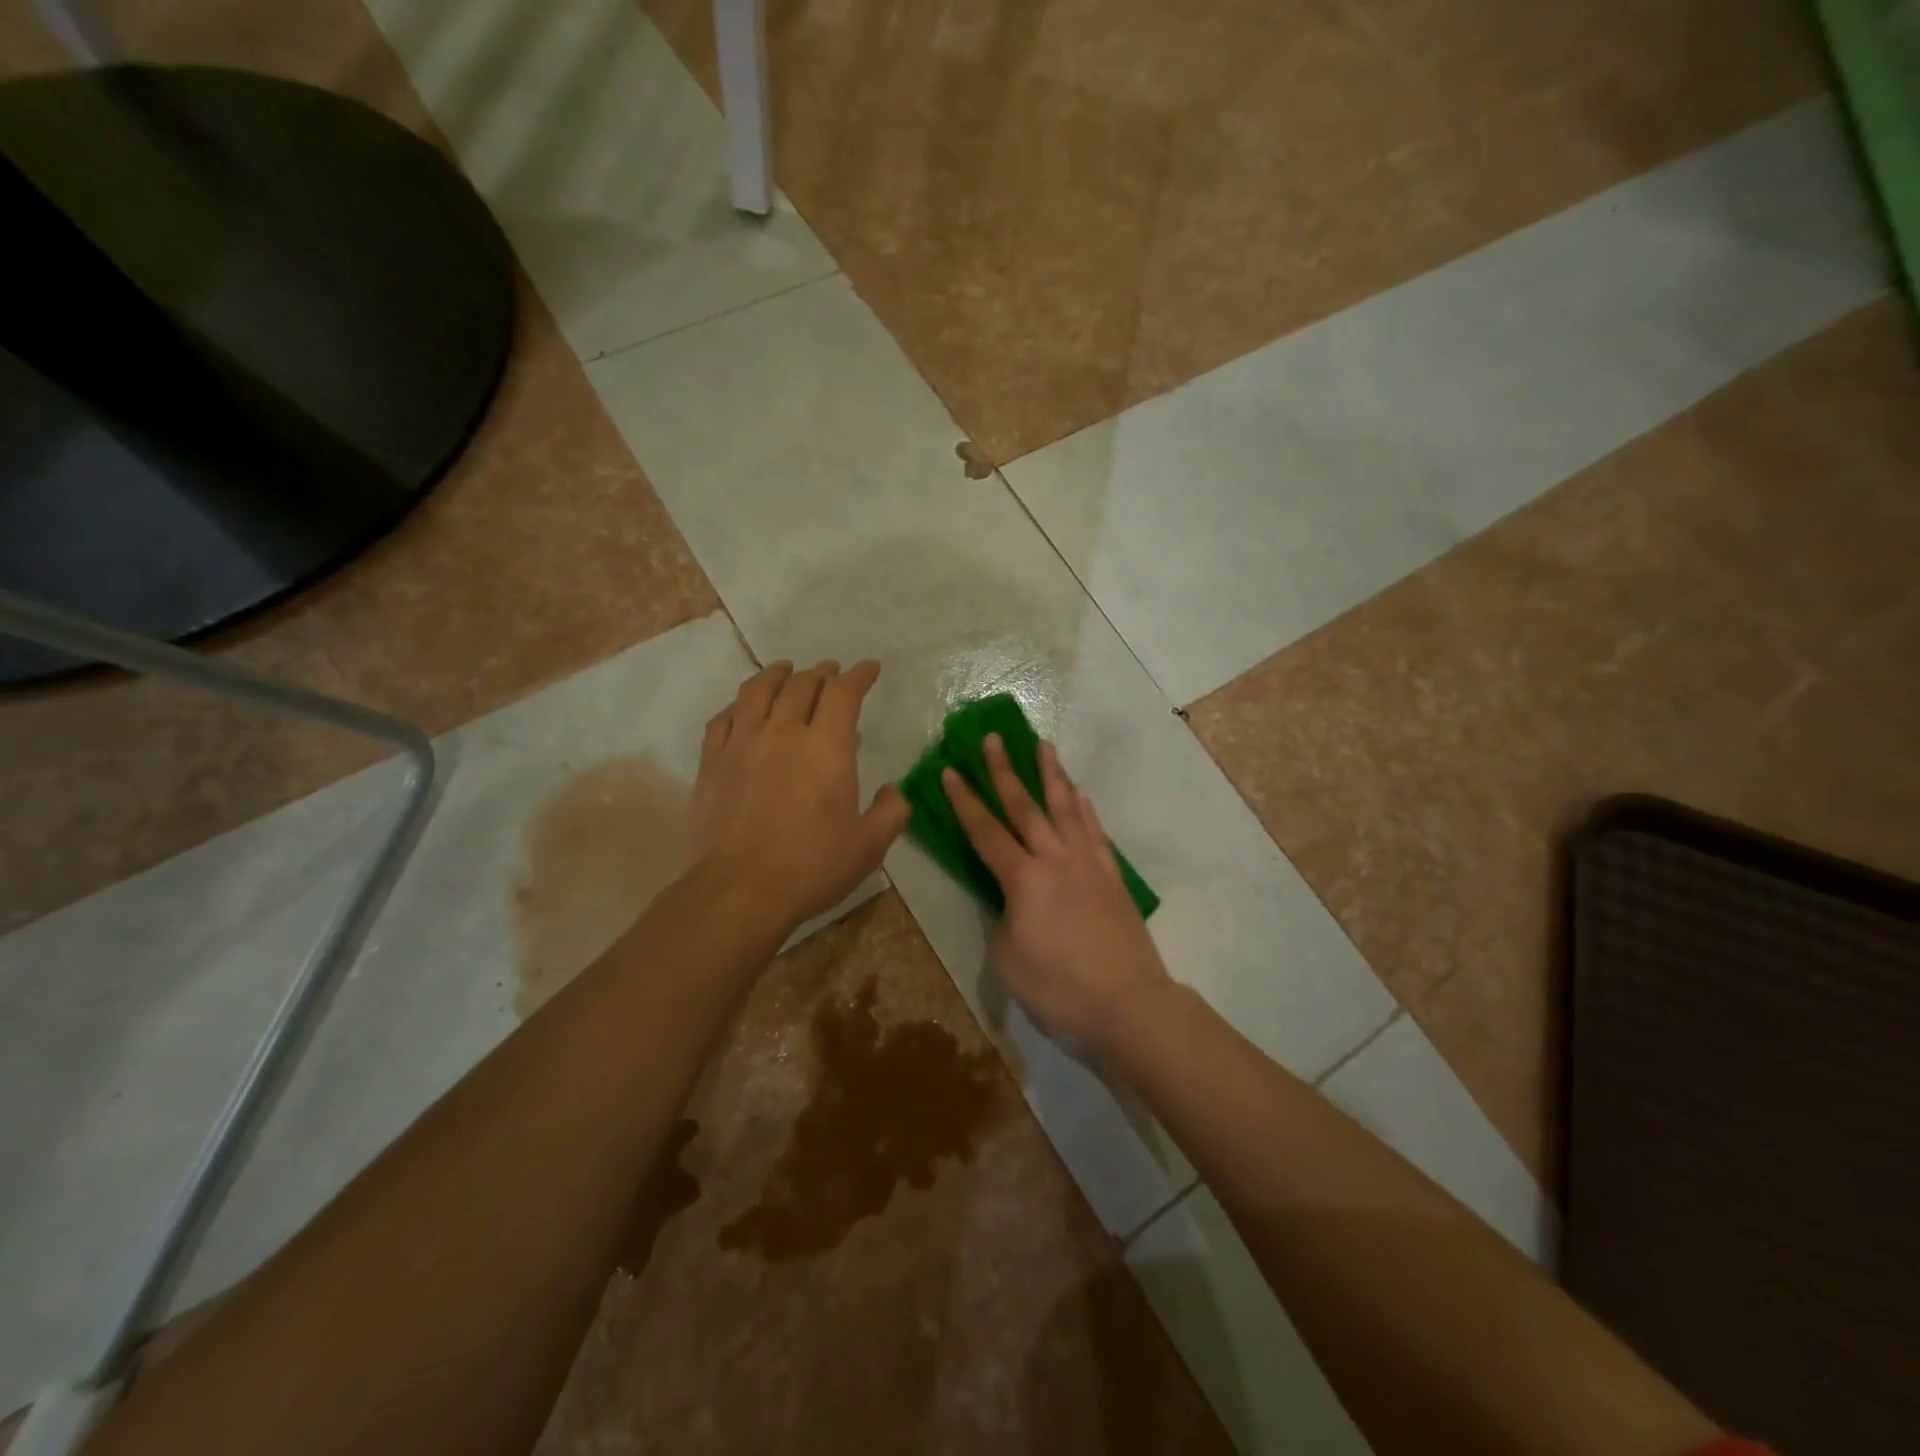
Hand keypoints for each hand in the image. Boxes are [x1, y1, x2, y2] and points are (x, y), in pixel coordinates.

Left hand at [689, 659, 908, 931]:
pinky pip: (723, 718)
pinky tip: (742, 707)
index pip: (844, 693)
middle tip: (831, 671)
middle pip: (802, 685)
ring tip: (785, 669)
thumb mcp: (870, 846)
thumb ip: (891, 811)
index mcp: (827, 747)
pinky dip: (739, 704)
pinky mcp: (712, 762)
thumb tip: (892, 790)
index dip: (859, 675)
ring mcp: (742, 744)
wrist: (738, 891)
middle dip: (822, 673)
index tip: (869, 668)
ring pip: (758, 691)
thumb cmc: (811, 868)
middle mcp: (783, 732)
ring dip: (777, 675)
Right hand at [941, 735, 1169, 1048]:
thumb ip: (1004, 919)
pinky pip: (1095, 832)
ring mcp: (1088, 864)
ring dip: (1051, 775)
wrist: (1127, 1004)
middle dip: (1005, 770)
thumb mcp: (1007, 959)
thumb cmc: (1059, 988)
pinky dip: (1085, 809)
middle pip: (1025, 807)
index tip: (951, 770)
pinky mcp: (1112, 878)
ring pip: (1066, 809)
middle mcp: (1056, 859)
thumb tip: (1014, 902)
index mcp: (1023, 879)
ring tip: (1043, 746)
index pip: (985, 831)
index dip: (964, 800)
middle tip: (993, 737)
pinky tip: (1080, 794)